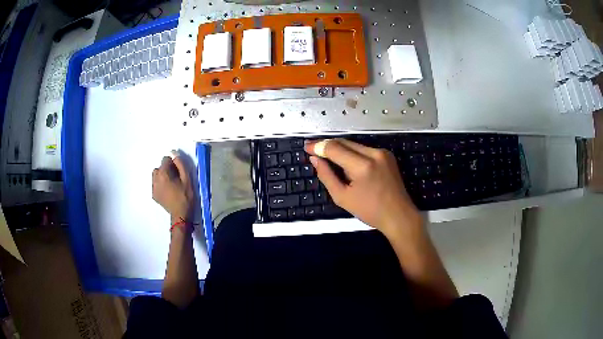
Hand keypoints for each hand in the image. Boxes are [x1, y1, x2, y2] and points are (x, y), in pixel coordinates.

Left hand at [152, 151, 193, 222]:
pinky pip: (155, 184)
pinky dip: (160, 185)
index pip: (165, 159)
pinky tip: (168, 191)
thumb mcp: (187, 178)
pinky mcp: (154, 195)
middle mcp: (155, 179)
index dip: (173, 164)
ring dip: (162, 177)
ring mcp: (153, 188)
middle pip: (160, 167)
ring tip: (171, 184)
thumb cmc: (185, 196)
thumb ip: (180, 164)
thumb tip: (173, 153)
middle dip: (167, 170)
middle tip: (176, 178)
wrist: (181, 215)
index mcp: (163, 173)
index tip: (179, 172)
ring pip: (156, 176)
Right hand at [305, 139, 421, 234]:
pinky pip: (364, 149)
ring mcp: (382, 152)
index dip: (318, 146)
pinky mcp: (387, 154)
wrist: (398, 215)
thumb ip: (326, 176)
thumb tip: (315, 159)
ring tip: (328, 158)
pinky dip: (353, 153)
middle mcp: (374, 153)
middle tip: (313, 150)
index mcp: (362, 166)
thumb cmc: (370, 211)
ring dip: (340, 149)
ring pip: (354, 144)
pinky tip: (347, 163)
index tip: (306, 147)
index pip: (334, 148)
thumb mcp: (342, 197)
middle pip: (344, 142)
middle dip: (327, 145)